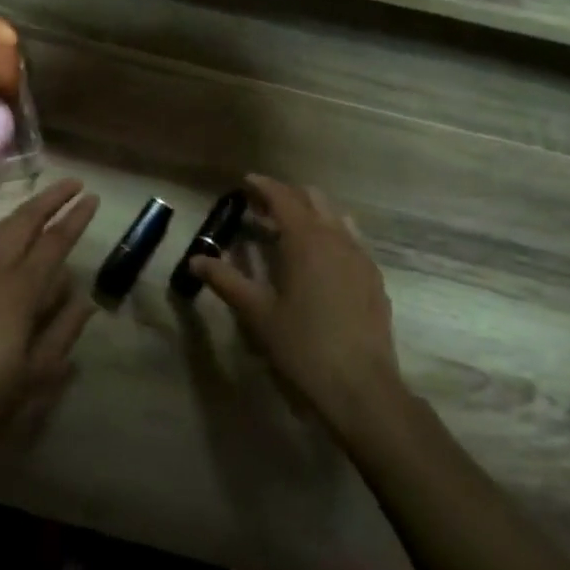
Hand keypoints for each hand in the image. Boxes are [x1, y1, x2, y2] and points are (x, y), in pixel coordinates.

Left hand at [0, 180, 99, 468]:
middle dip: (49, 199)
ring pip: (0, 230)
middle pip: (23, 222)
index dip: (75, 218)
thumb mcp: (35, 374)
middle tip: (73, 184)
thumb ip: (63, 333)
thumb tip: (85, 301)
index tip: (92, 197)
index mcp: (19, 291)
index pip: (54, 242)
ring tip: (46, 203)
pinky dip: (6, 232)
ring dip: (26, 212)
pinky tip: (12, 242)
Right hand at [190, 175, 416, 441]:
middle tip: (260, 207)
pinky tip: (319, 258)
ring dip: (311, 213)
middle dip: (286, 197)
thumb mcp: (256, 312)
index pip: (283, 198)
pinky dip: (331, 234)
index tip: (246, 182)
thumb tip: (196, 259)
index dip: (263, 186)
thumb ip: (225, 280)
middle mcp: (336, 239)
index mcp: (306, 240)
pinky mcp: (374, 279)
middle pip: (312, 200)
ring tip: (288, 229)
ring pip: (336, 217)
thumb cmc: (302, 345)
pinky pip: (351, 240)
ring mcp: (361, 258)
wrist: (360, 387)